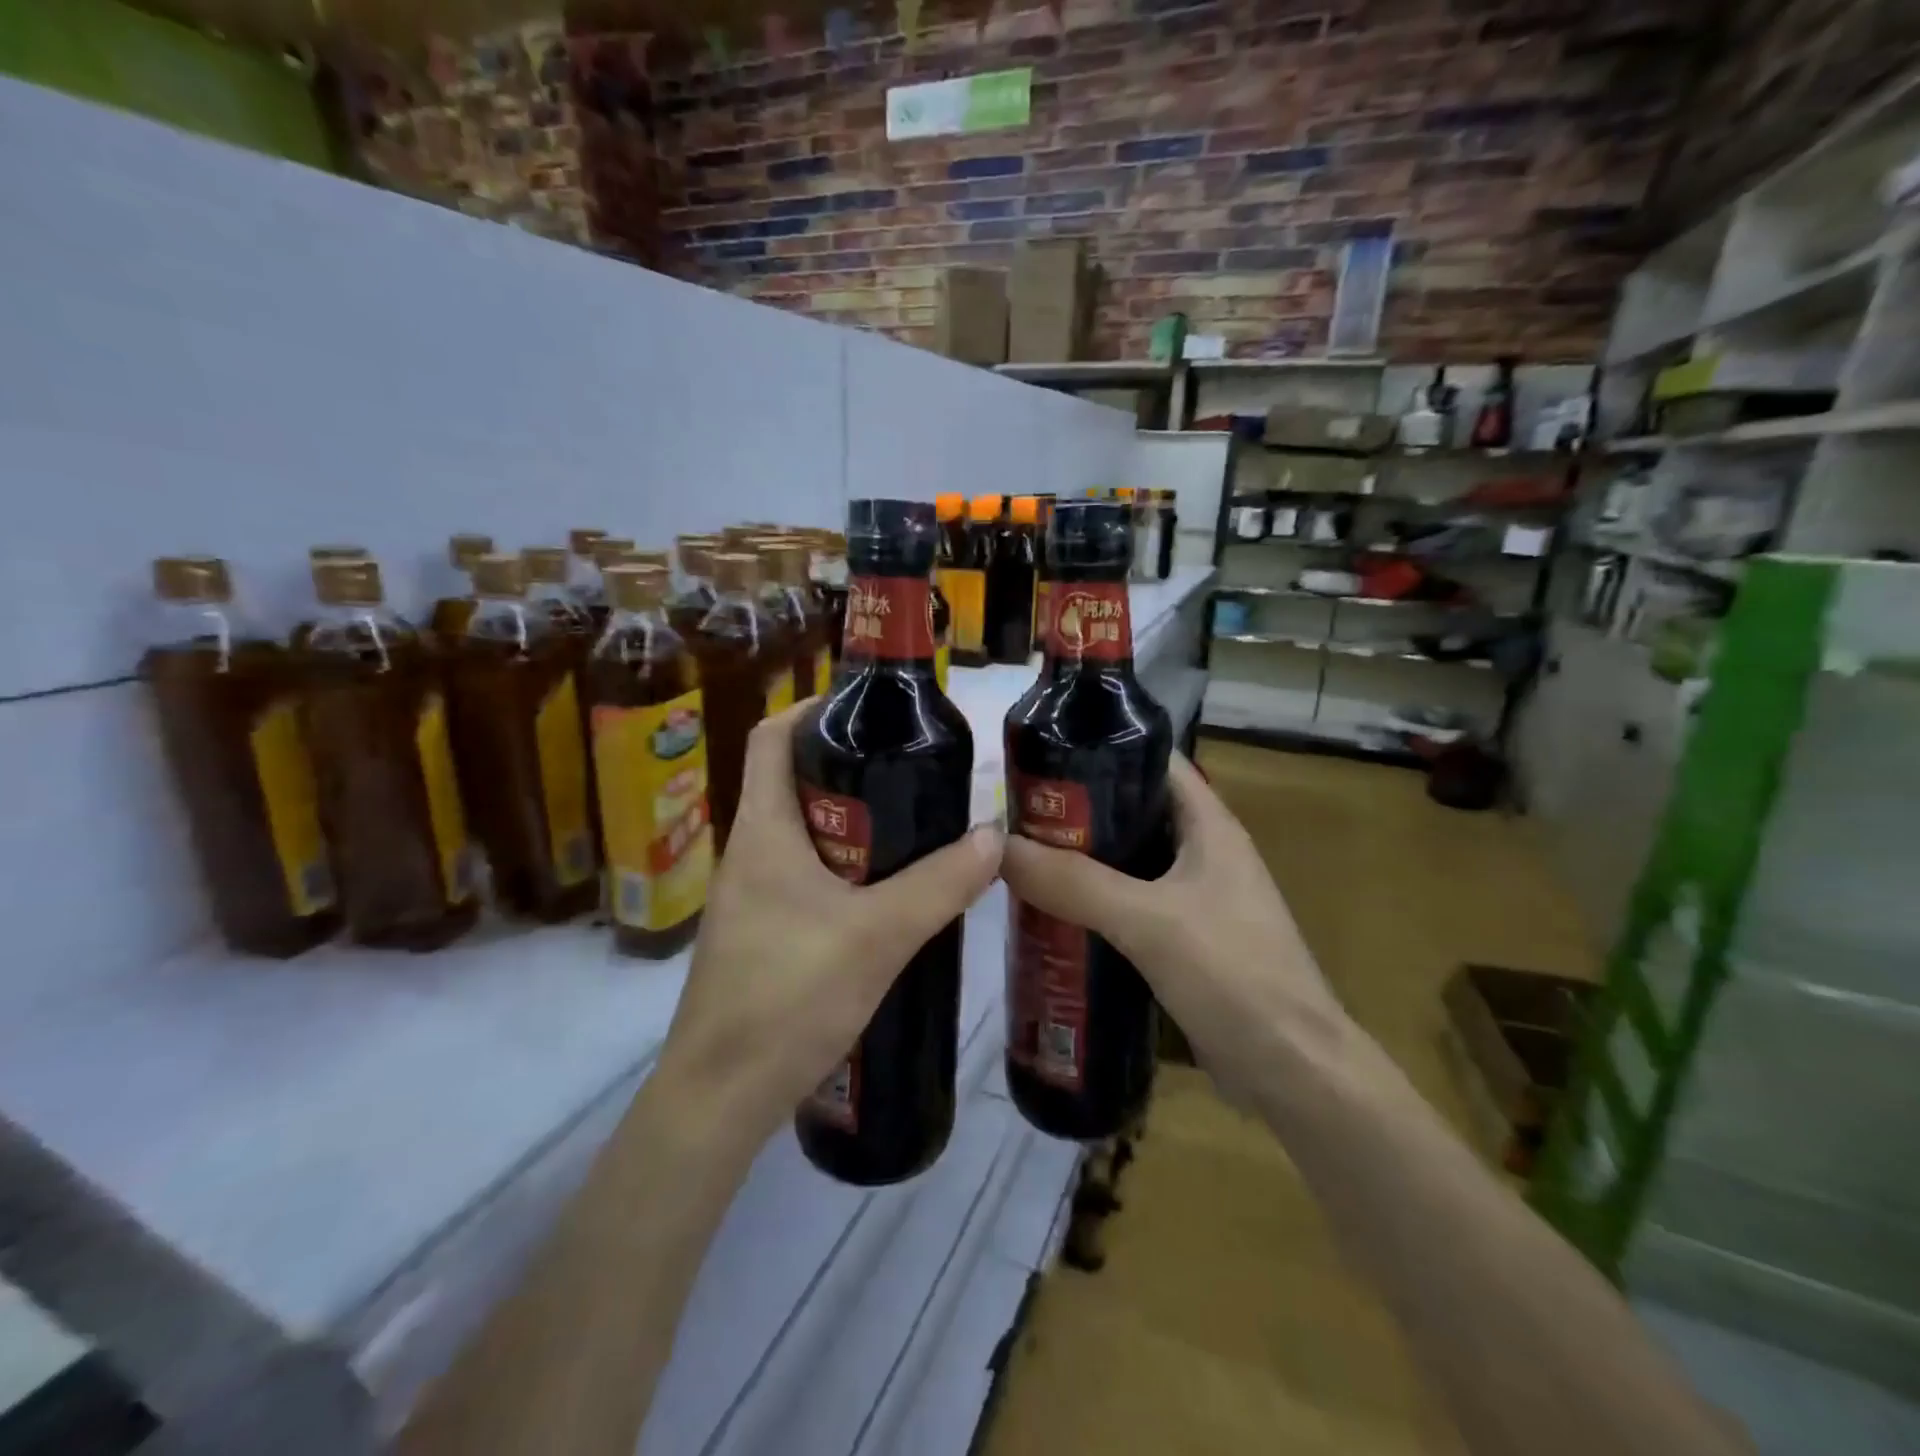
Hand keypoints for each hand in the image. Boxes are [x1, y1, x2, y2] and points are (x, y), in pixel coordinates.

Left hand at [655, 704, 1003, 1145]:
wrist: (720, 1098)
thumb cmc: (788, 997)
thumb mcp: (879, 935)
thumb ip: (940, 884)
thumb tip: (994, 836)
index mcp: (763, 830)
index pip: (772, 738)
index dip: (812, 709)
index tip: (869, 710)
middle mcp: (750, 852)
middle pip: (795, 783)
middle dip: (852, 770)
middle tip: (915, 772)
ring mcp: (752, 897)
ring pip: (806, 835)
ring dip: (855, 826)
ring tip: (915, 827)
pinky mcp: (763, 934)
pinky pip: (807, 878)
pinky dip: (847, 870)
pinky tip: (890, 895)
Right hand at [1000, 753, 1343, 1094]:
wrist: (1292, 1071)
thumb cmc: (1233, 975)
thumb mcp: (1149, 921)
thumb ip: (1075, 883)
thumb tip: (1000, 847)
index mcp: (1209, 826)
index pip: (1153, 762)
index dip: (1102, 750)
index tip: (1042, 758)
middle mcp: (1203, 853)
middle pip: (1132, 813)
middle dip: (1077, 813)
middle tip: (1015, 816)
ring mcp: (1195, 899)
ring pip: (1127, 863)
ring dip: (1081, 862)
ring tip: (1021, 859)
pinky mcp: (1184, 941)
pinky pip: (1129, 907)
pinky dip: (1093, 904)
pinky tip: (1051, 914)